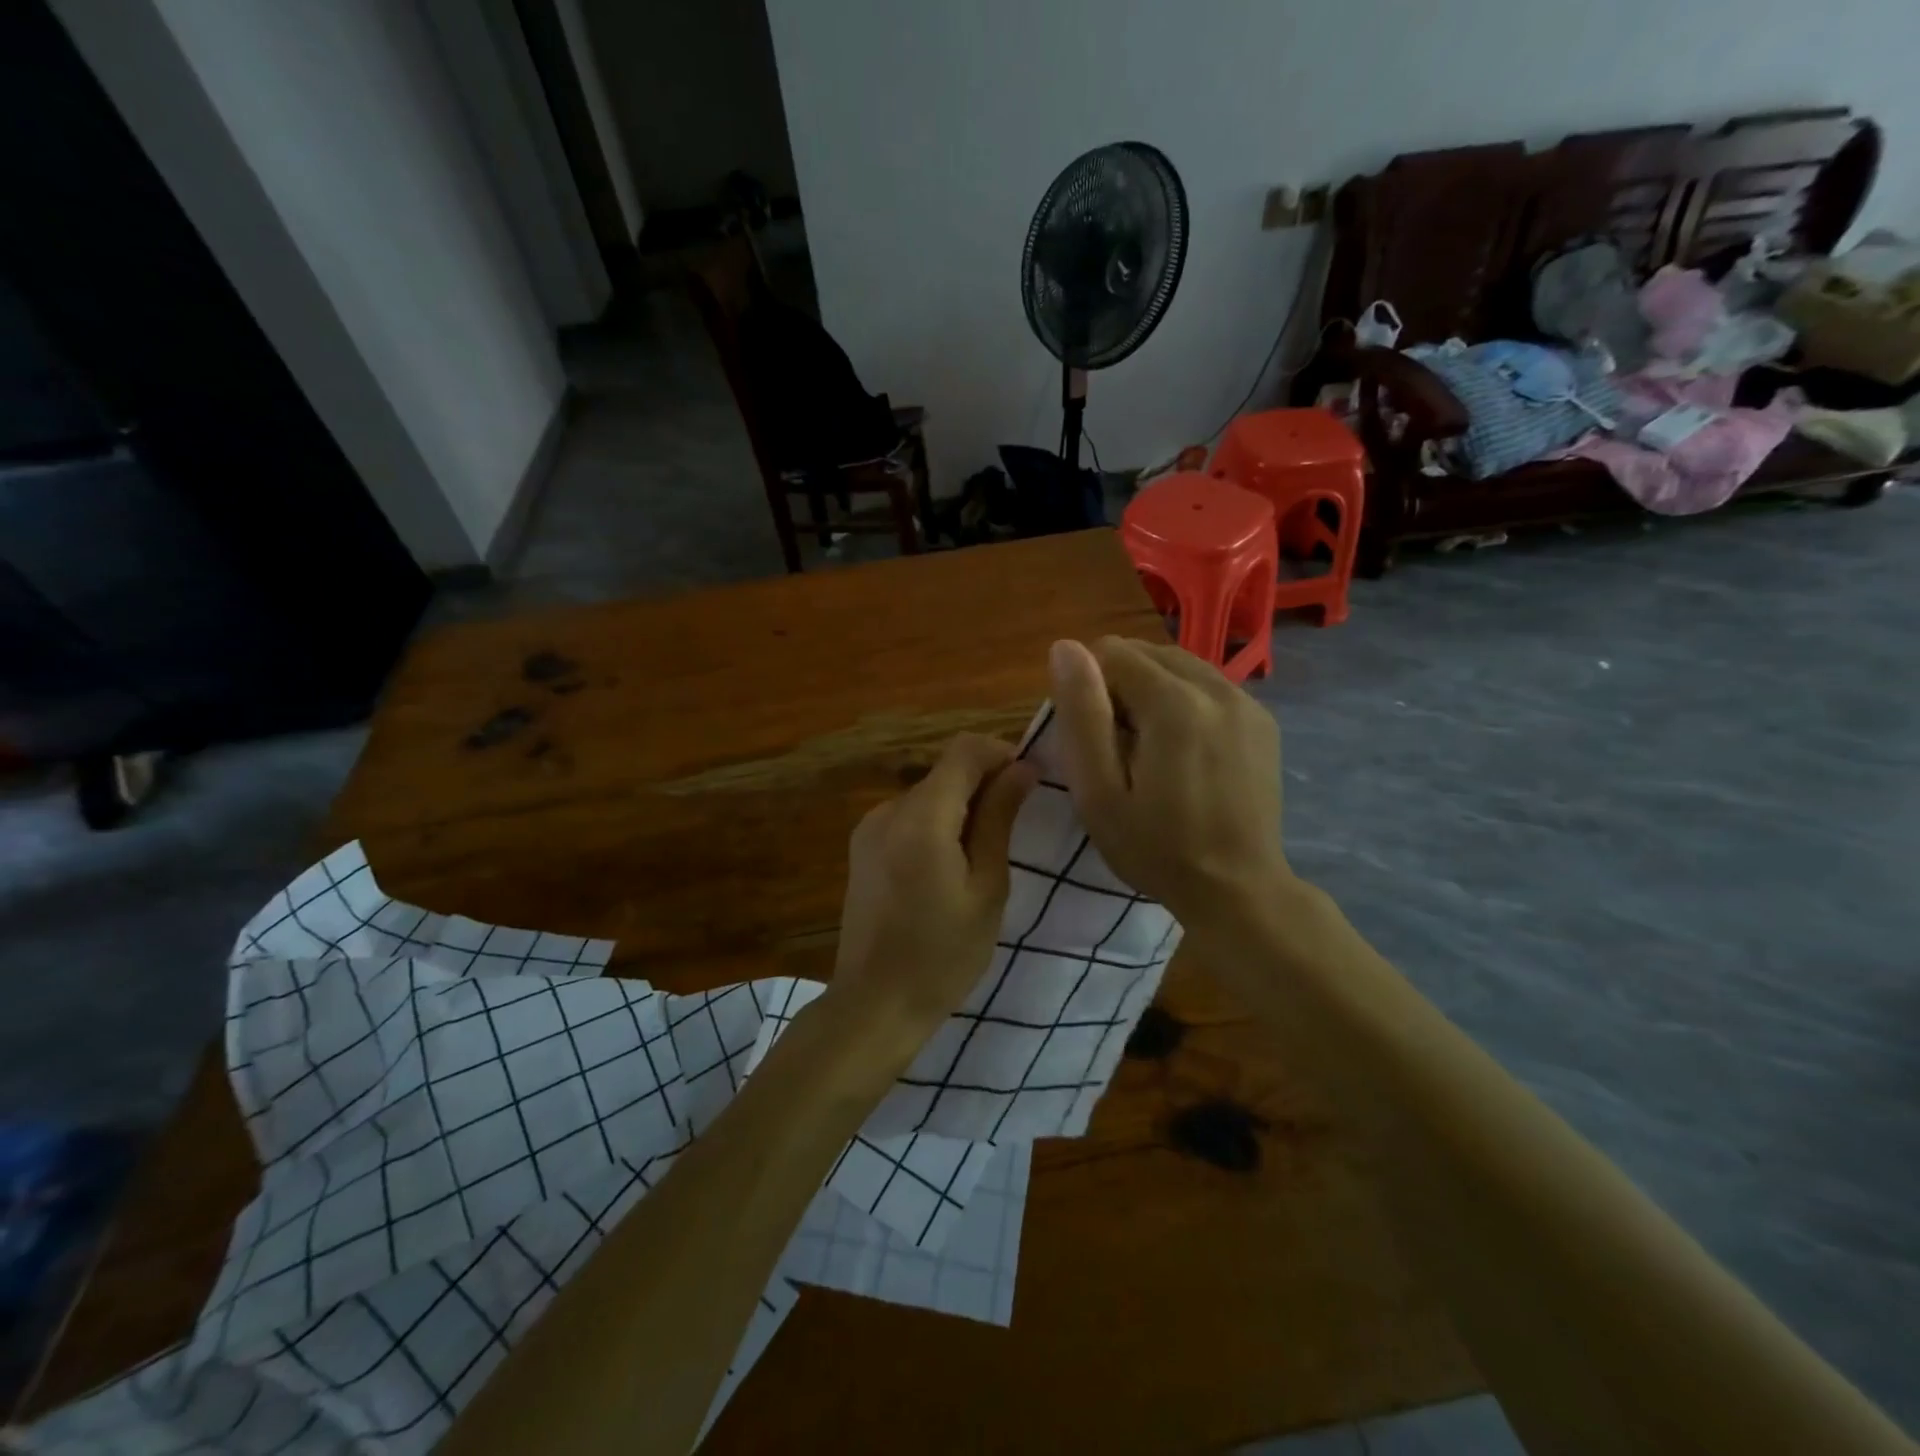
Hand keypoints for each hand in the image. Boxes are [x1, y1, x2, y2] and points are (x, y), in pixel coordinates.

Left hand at [830, 733, 1035, 1049]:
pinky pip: (909, 816)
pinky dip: (937, 823)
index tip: (1030, 783)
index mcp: (921, 818)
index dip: (1002, 754)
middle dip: (985, 783)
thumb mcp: (986, 888)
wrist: (875, 1004)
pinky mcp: (862, 847)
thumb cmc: (943, 954)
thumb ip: (999, 819)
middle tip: (1016, 826)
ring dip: (962, 805)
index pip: (964, 750)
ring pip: (928, 793)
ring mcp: (869, 828)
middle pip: (945, 771)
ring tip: (984, 854)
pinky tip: (950, 866)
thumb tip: (1022, 768)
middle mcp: (888, 810)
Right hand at [1048, 637, 1288, 922]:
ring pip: (1178, 665)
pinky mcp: (1262, 719)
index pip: (1111, 651)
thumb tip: (1065, 647)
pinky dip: (1184, 701)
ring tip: (1149, 748)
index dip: (1090, 689)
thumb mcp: (1098, 791)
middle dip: (1120, 685)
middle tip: (1118, 747)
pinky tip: (1183, 750)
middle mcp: (1216, 687)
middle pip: (1147, 652)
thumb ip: (1081, 714)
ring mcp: (1246, 701)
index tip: (1095, 739)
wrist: (1237, 889)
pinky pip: (1207, 685)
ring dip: (1152, 690)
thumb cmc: (1156, 848)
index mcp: (1174, 703)